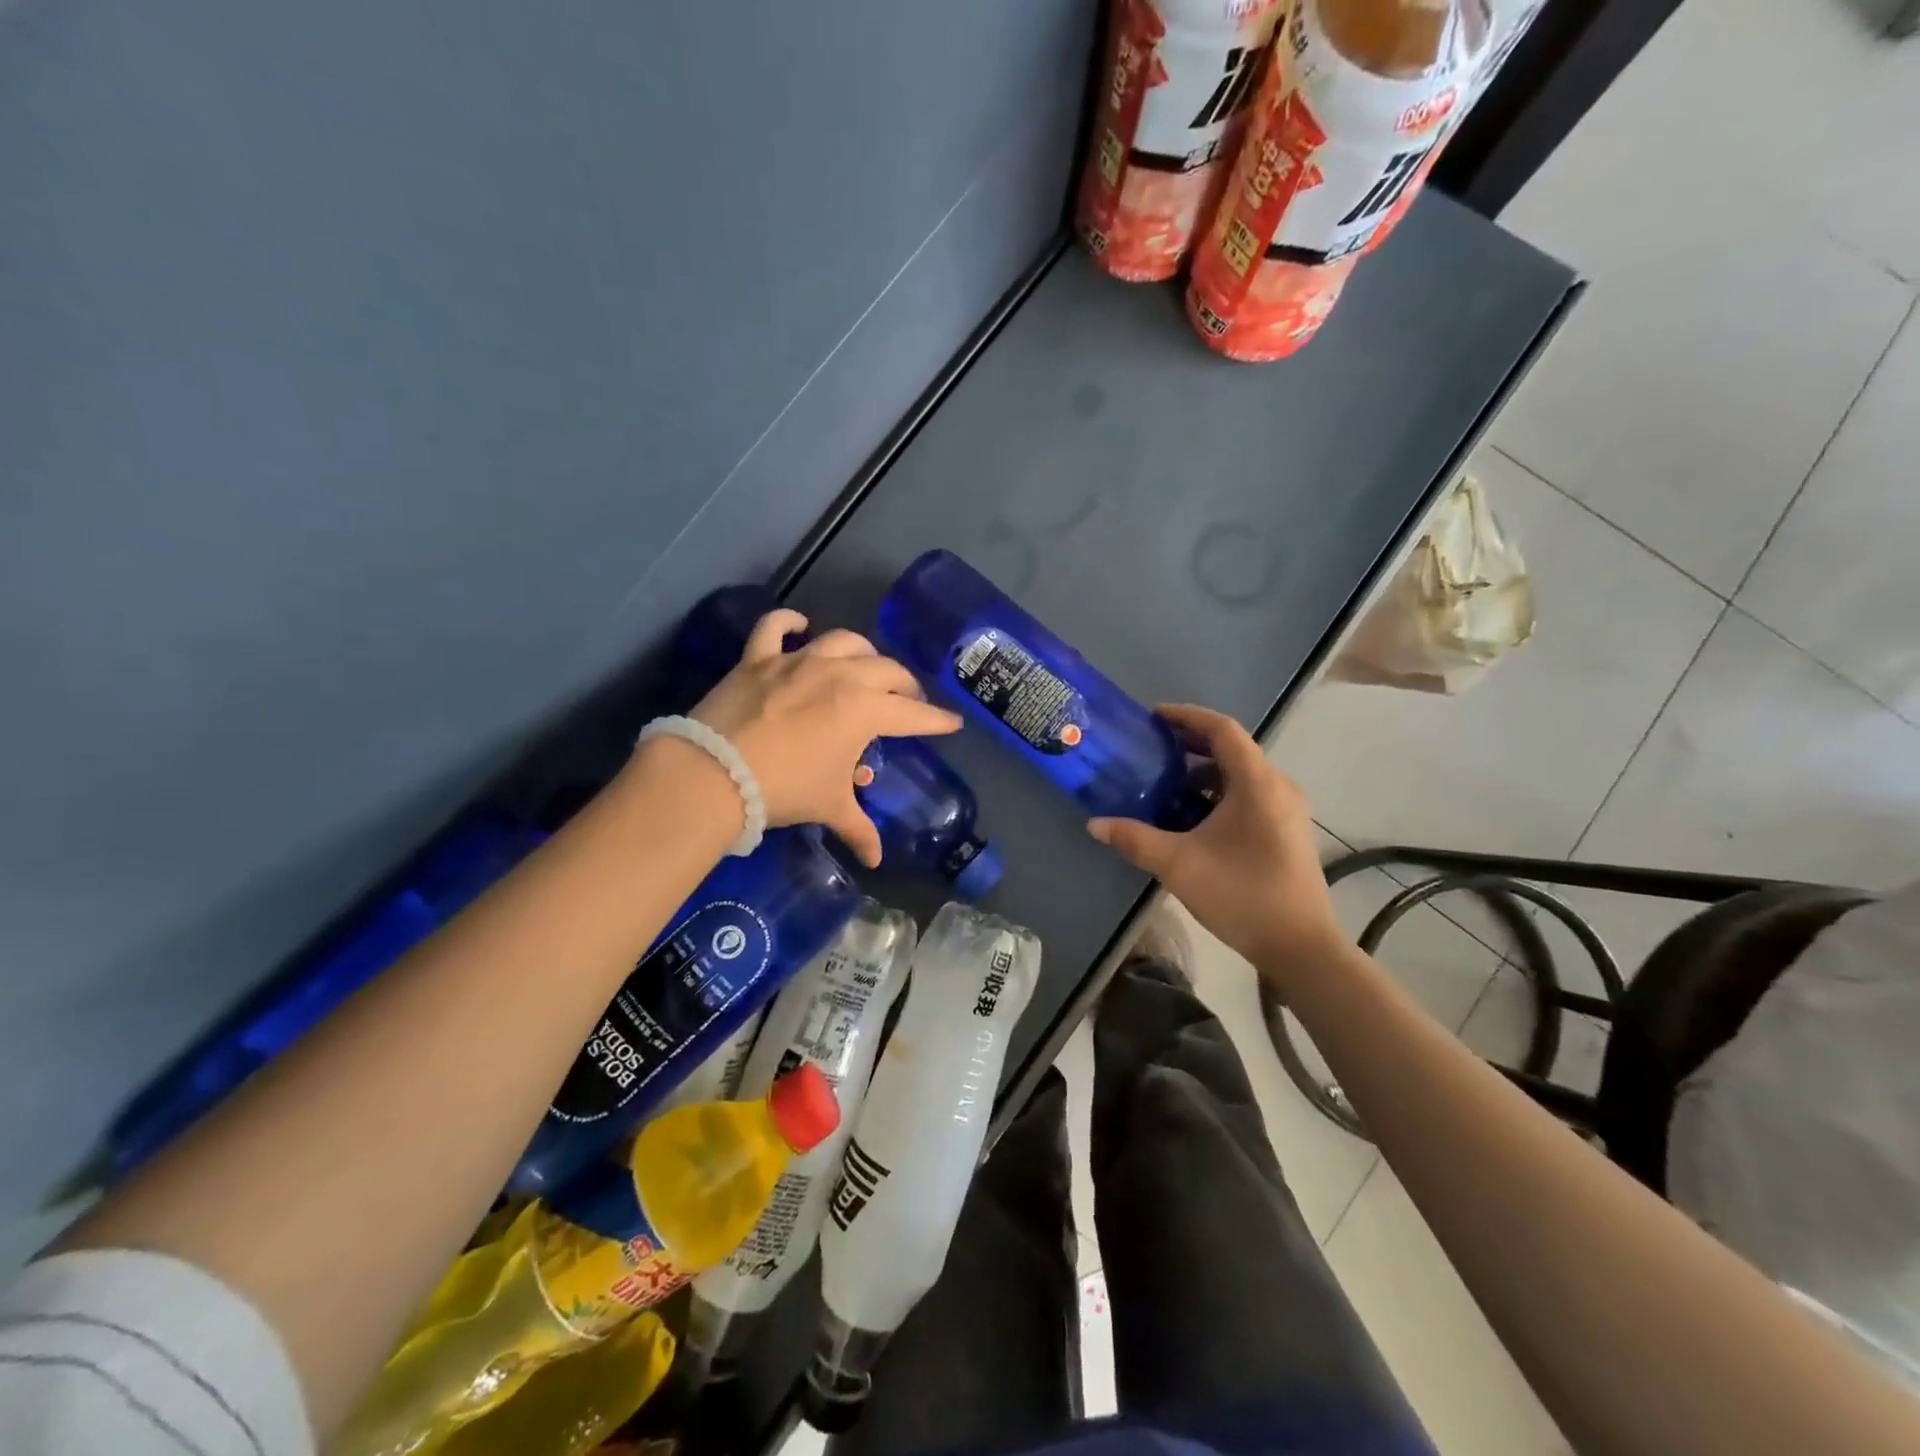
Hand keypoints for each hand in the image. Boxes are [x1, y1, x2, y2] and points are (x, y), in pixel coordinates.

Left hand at [688, 608, 961, 866]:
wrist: (717, 774)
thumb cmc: (786, 789)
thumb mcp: (829, 806)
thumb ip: (858, 830)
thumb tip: (876, 860)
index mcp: (866, 710)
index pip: (914, 715)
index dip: (937, 720)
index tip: (952, 722)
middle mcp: (841, 675)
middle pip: (887, 670)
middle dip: (906, 685)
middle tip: (908, 700)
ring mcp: (799, 661)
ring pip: (844, 641)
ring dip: (863, 652)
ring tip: (867, 666)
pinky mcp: (760, 658)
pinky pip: (776, 627)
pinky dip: (789, 622)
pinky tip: (800, 625)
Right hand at [1088, 704, 1343, 973]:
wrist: (1300, 946)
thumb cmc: (1241, 894)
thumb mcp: (1178, 864)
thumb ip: (1135, 839)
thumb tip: (1095, 824)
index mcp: (1257, 783)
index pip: (1223, 729)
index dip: (1187, 716)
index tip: (1154, 717)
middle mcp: (1278, 787)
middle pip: (1234, 749)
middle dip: (1192, 744)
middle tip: (1154, 749)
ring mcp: (1288, 810)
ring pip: (1243, 775)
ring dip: (1206, 772)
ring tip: (1169, 786)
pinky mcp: (1288, 831)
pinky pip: (1252, 795)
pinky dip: (1221, 793)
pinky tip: (1196, 819)